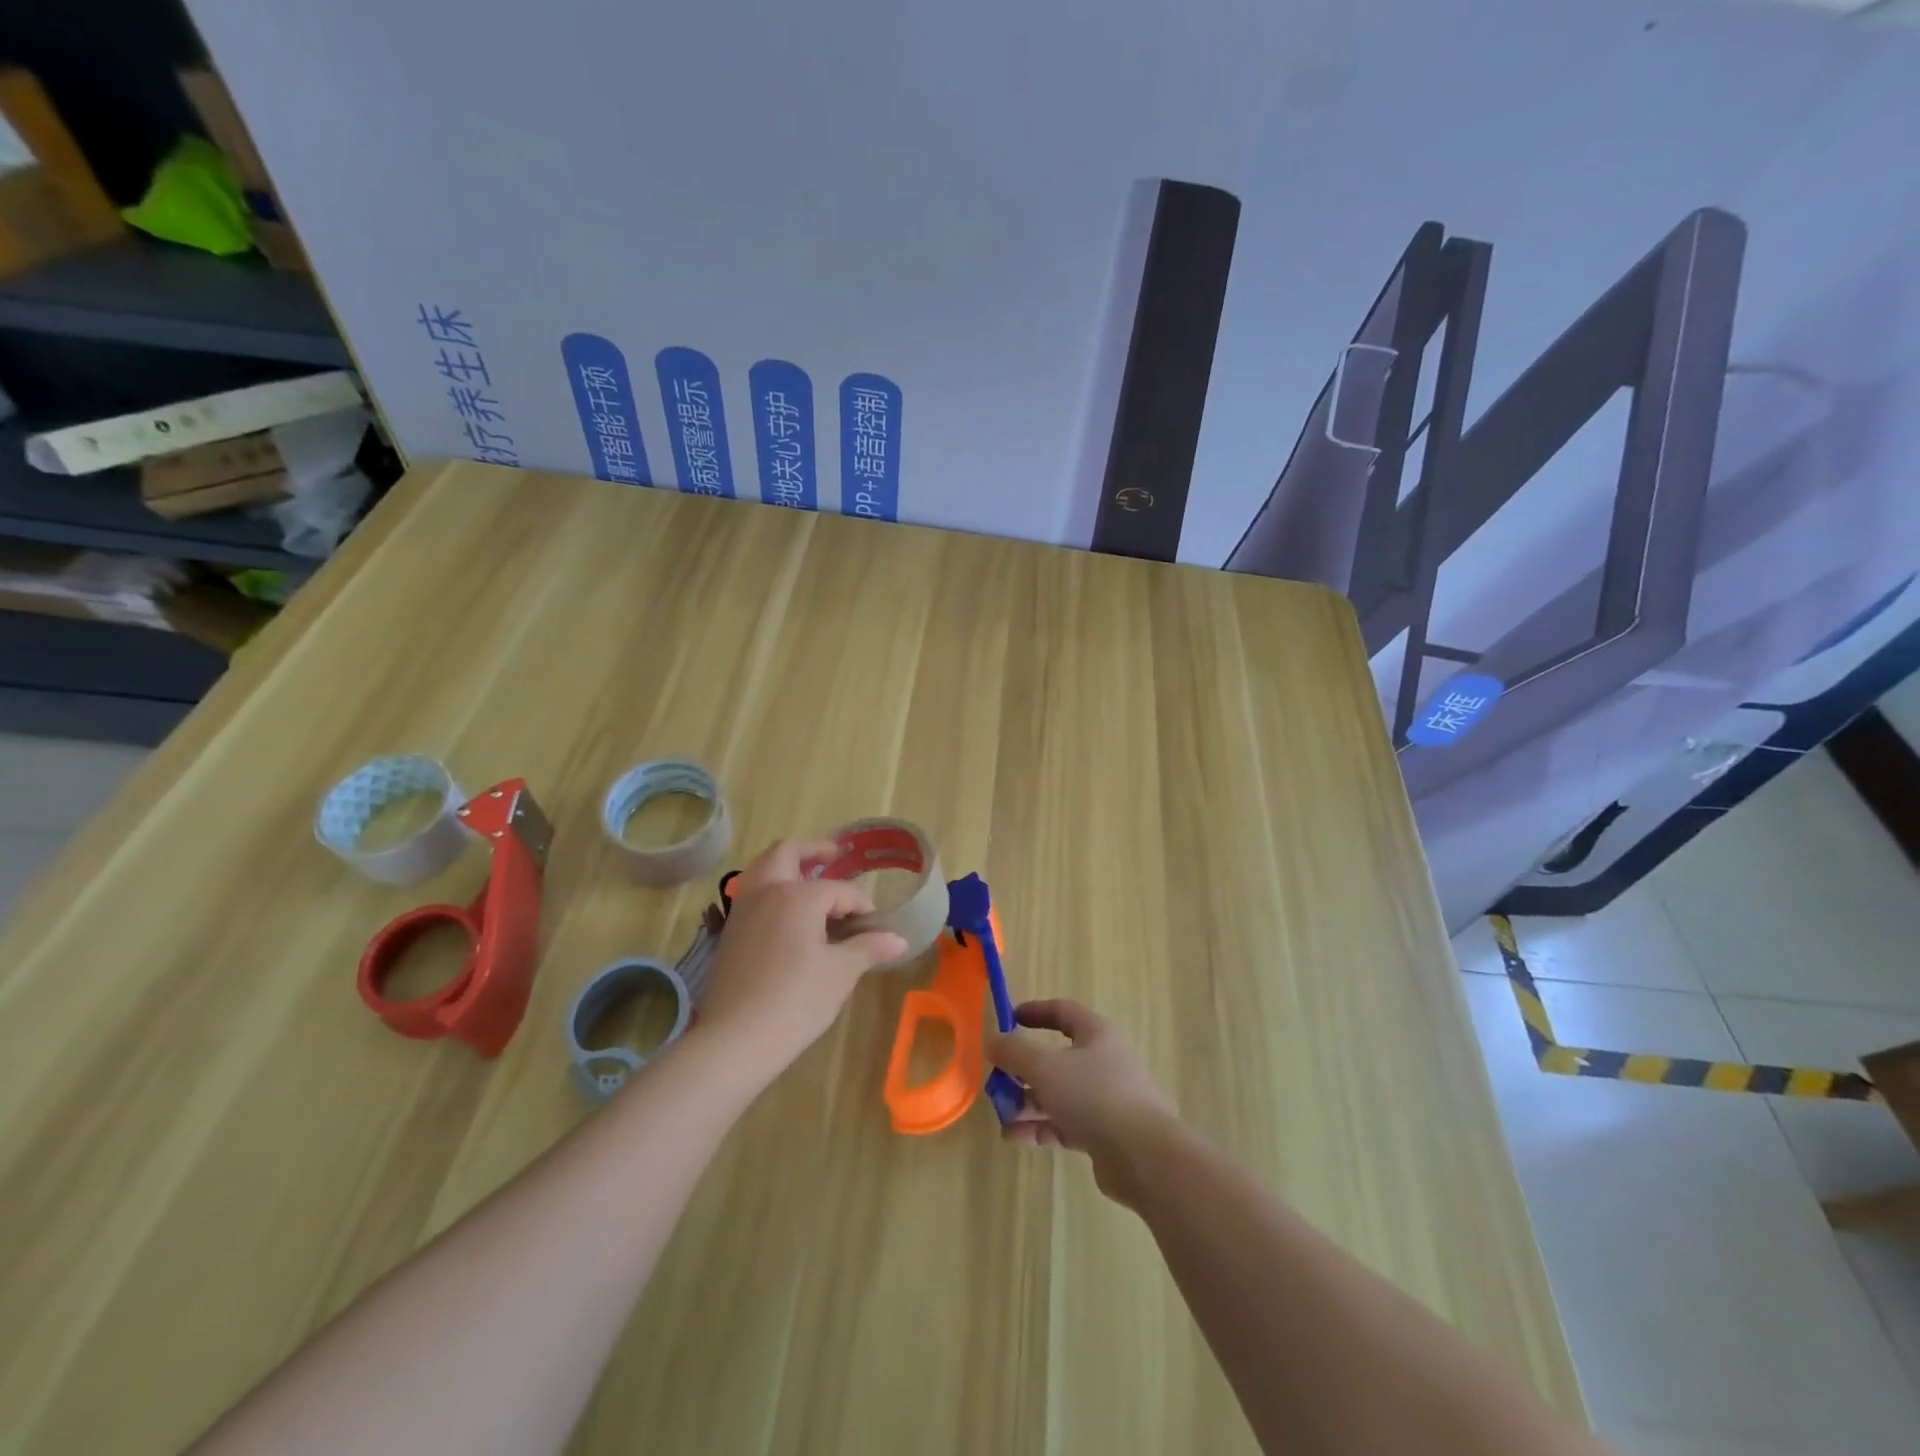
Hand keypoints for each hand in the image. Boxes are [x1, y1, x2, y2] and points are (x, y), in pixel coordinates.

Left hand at [696, 839, 907, 1075]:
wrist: (735, 1040)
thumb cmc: (796, 1001)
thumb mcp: (841, 973)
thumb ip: (869, 948)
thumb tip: (899, 940)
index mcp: (797, 895)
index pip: (840, 890)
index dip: (861, 905)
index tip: (875, 928)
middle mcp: (766, 892)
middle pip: (786, 852)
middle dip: (813, 850)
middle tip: (835, 854)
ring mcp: (742, 911)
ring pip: (762, 869)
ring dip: (787, 867)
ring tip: (810, 880)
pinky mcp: (730, 934)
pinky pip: (753, 895)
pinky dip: (772, 890)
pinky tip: (788, 916)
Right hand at [985, 999, 1177, 1204]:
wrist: (1143, 1156)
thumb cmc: (1093, 1095)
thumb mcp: (1045, 1067)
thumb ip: (1014, 1052)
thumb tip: (992, 1040)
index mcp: (1096, 1034)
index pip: (1063, 1011)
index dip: (1035, 1012)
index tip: (1009, 1019)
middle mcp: (1103, 1062)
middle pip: (1057, 1057)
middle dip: (1023, 1068)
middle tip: (997, 1079)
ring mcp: (1105, 1099)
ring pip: (1059, 1093)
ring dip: (1027, 1102)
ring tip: (1000, 1114)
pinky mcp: (1104, 1133)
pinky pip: (1065, 1123)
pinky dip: (1040, 1127)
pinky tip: (1014, 1137)